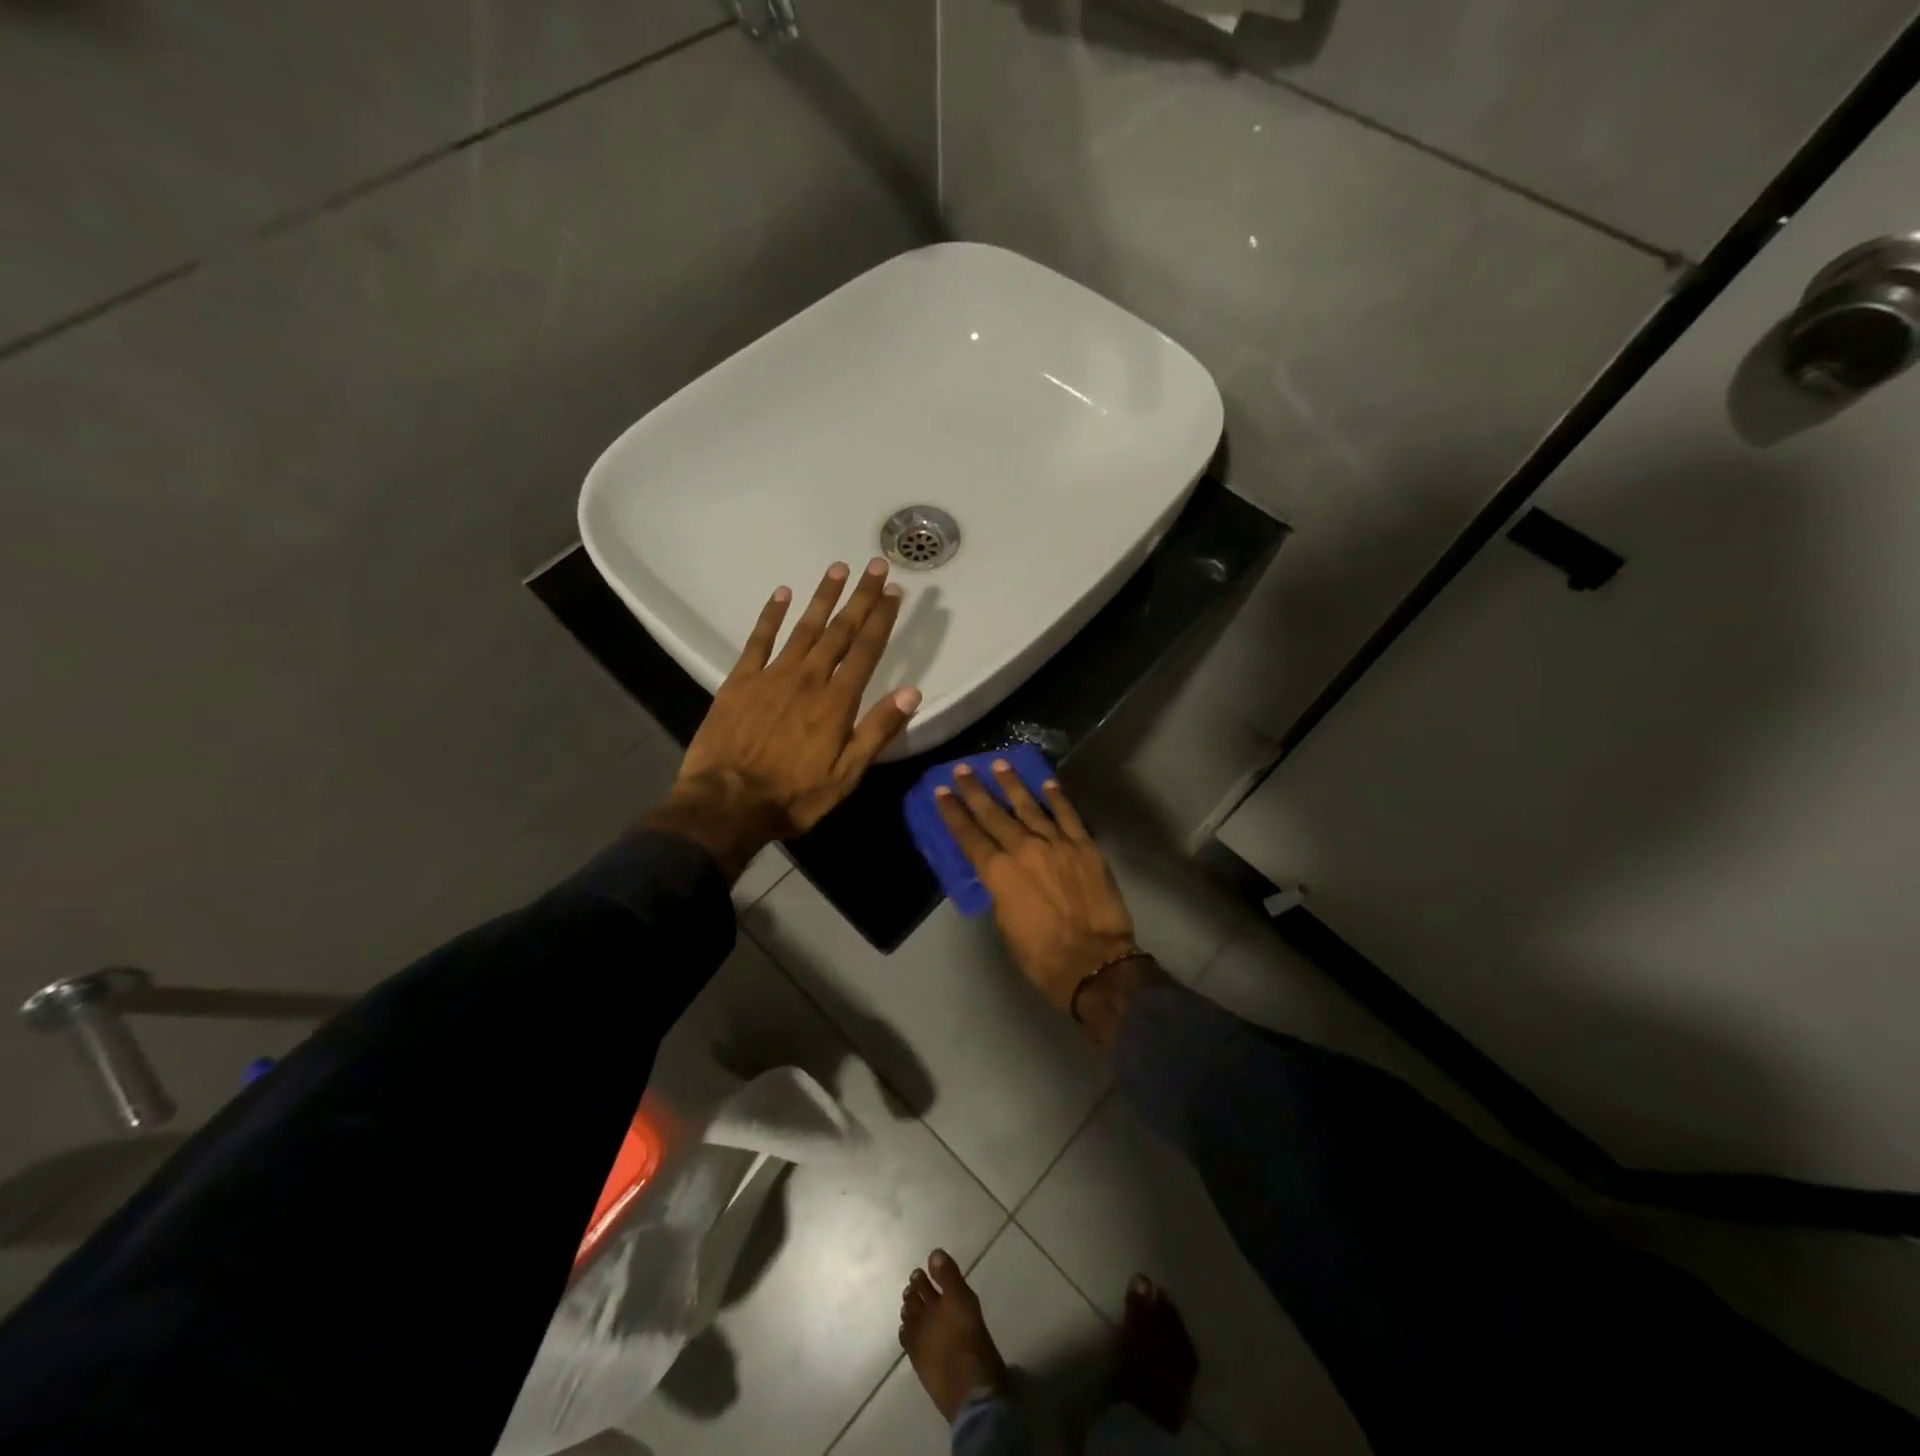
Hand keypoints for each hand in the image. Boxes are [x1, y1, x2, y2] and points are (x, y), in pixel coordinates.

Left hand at [645, 558, 920, 877]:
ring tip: (838, 568)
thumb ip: (877, 732)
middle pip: (840, 631)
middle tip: (875, 566)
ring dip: (822, 597)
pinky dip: (771, 615)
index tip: (895, 592)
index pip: (866, 651)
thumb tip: (911, 692)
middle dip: (860, 597)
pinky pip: (758, 640)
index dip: (882, 619)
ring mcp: (772, 676)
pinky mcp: (740, 681)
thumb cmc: (792, 797)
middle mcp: (808, 679)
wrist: (725, 804)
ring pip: (804, 628)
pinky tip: (782, 593)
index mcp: (836, 703)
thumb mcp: (845, 775)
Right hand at [934, 762, 1139, 1010]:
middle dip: (975, 791)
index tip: (941, 792)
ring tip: (999, 764)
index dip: (953, 813)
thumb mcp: (1005, 924)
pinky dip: (1057, 798)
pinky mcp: (1085, 846)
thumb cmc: (1041, 954)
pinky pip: (1068, 815)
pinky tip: (1048, 782)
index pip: (969, 836)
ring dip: (1012, 785)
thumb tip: (1000, 873)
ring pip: (1030, 806)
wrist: (1093, 961)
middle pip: (994, 814)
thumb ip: (1000, 890)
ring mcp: (1057, 843)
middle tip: (962, 769)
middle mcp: (1024, 849)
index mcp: (999, 873)